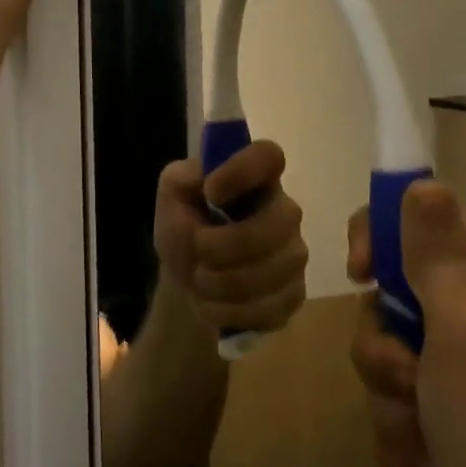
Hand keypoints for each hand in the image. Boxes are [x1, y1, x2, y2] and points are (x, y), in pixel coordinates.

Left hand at [154, 141, 307, 336]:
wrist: (189, 281)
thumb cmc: (184, 227)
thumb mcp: (171, 197)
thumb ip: (181, 177)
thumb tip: (204, 176)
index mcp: (254, 178)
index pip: (269, 155)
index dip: (242, 171)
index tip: (211, 193)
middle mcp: (283, 210)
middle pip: (279, 221)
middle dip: (227, 245)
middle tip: (198, 249)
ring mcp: (294, 253)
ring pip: (274, 270)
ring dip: (223, 282)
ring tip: (200, 280)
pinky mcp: (294, 294)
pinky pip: (272, 307)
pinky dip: (232, 311)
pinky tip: (215, 304)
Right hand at [347, 183, 465, 466]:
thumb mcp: (464, 326)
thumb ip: (437, 253)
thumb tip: (422, 180)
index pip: (415, 220)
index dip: (376, 237)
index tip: (360, 274)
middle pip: (387, 298)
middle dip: (382, 346)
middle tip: (408, 377)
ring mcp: (459, 369)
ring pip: (383, 356)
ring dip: (390, 400)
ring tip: (424, 435)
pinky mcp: (447, 417)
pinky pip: (393, 405)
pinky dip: (402, 436)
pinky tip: (429, 465)